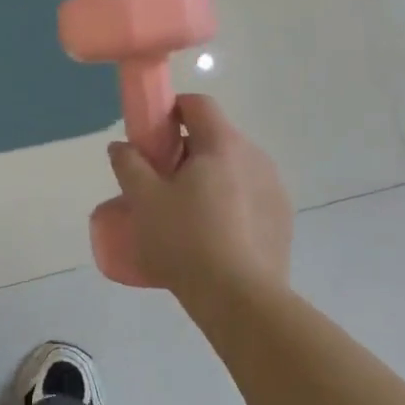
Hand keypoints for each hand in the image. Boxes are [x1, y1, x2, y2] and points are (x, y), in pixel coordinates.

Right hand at [107, 94, 292, 300]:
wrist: (240, 299)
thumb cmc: (186, 240)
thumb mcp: (143, 200)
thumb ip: (129, 164)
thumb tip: (122, 146)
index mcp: (222, 144)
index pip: (198, 104)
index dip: (170, 111)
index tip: (151, 138)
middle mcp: (255, 157)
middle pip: (215, 137)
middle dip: (186, 150)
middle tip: (160, 181)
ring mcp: (275, 188)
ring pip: (233, 167)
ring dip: (209, 177)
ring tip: (185, 212)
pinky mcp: (282, 219)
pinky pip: (250, 195)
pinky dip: (229, 202)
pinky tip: (212, 235)